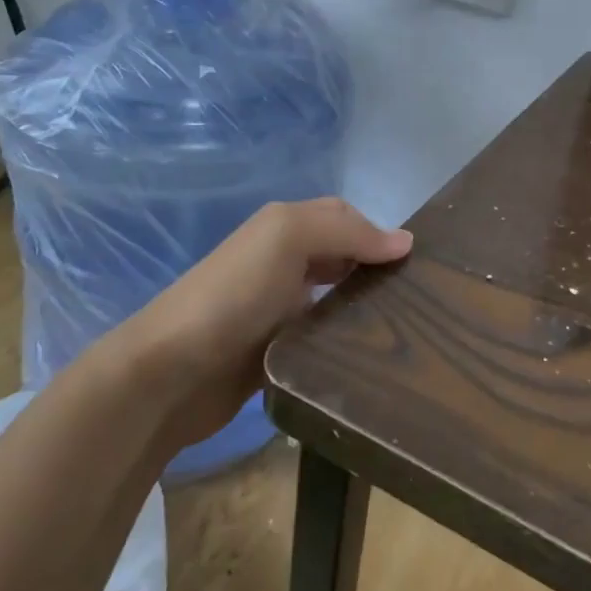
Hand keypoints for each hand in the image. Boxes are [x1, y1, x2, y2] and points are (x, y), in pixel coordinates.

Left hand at [114, 199, 412, 449]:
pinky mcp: (277, 352)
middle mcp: (283, 262)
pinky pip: (322, 339)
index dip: (378, 232)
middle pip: (342, 257)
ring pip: (336, 299)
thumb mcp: (287, 239)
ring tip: (407, 330)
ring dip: (364, 308)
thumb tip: (405, 241)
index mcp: (284, 228)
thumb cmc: (233, 294)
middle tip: (422, 298)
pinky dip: (345, 342)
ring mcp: (279, 309)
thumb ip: (346, 231)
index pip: (345, 217)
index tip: (418, 263)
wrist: (169, 373)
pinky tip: (370, 356)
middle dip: (376, 270)